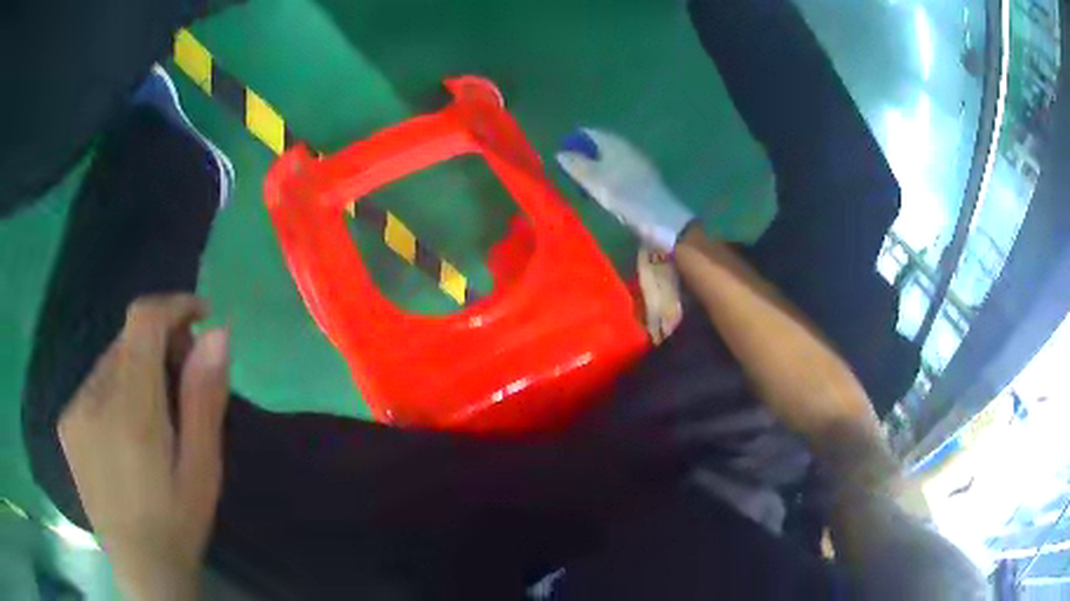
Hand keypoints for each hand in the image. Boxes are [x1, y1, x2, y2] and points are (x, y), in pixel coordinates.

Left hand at [59, 294, 229, 600]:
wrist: (141, 569)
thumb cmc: (178, 523)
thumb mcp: (203, 469)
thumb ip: (205, 399)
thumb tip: (217, 333)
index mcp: (131, 409)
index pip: (142, 320)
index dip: (173, 305)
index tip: (199, 315)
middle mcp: (94, 397)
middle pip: (127, 339)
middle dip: (159, 345)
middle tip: (181, 384)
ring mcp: (74, 409)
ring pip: (110, 361)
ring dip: (136, 371)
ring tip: (154, 418)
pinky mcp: (66, 423)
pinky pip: (93, 384)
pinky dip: (115, 390)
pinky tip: (125, 434)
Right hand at [556, 128, 695, 251]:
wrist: (659, 216)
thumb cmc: (623, 194)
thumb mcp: (592, 179)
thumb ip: (574, 164)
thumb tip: (560, 153)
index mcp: (613, 142)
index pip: (589, 133)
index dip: (573, 141)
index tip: (561, 155)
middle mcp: (626, 147)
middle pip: (601, 145)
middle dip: (585, 155)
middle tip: (569, 171)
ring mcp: (637, 162)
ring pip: (611, 159)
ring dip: (596, 168)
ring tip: (583, 183)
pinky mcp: (644, 178)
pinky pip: (620, 172)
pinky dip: (608, 177)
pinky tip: (603, 192)